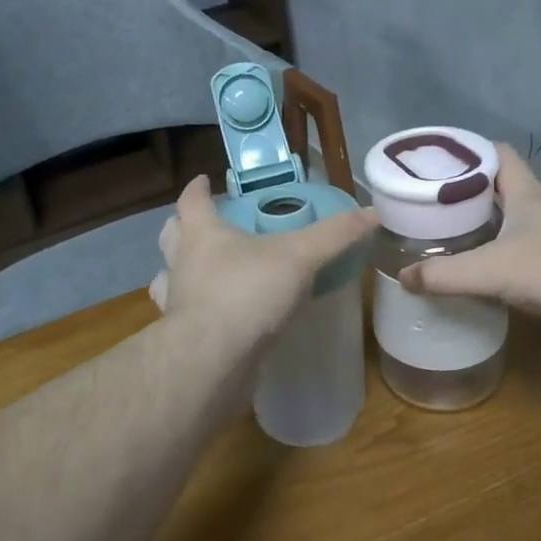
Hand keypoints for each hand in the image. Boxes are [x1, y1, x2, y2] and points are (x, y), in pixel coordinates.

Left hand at [149, 176, 377, 354]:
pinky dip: (197, 311)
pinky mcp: (182, 336)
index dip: (198, 189)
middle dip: (182, 226)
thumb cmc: (247, 292)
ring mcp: (178, 301)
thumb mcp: (300, 257)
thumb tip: (372, 212)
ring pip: (168, 278)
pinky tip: (217, 317)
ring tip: (203, 272)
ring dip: (181, 271)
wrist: (213, 359)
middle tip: (204, 225)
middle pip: (171, 236)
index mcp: (202, 234)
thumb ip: (334, 235)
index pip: (192, 201)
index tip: (204, 181)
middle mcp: (182, 263)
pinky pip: (184, 315)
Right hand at [398, 144, 540, 323]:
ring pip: (519, 218)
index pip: (496, 153)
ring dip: (490, 224)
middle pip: (503, 186)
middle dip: (470, 192)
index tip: (436, 163)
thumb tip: (403, 276)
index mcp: (525, 194)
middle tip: (434, 206)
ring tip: (456, 238)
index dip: (467, 152)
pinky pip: (533, 247)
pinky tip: (495, 272)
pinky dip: (510, 252)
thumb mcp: (494, 272)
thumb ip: (446, 275)